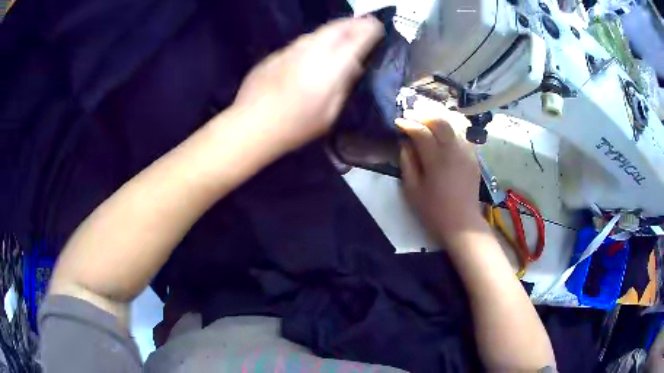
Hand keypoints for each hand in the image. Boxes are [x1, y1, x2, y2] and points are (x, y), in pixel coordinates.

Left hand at [232, 17, 383, 152]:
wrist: (252, 123)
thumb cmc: (297, 125)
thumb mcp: (331, 113)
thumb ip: (344, 85)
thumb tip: (354, 67)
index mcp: (332, 64)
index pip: (358, 38)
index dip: (370, 30)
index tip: (378, 26)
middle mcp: (313, 49)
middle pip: (338, 27)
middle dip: (354, 23)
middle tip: (364, 23)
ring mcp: (292, 49)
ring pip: (318, 32)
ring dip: (334, 29)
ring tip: (343, 32)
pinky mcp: (276, 54)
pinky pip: (301, 42)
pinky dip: (314, 41)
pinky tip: (313, 50)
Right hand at [397, 103, 483, 246]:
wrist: (462, 223)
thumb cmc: (434, 210)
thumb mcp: (412, 190)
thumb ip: (407, 163)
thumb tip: (405, 143)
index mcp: (437, 160)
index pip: (421, 132)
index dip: (408, 124)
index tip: (398, 122)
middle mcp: (454, 151)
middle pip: (440, 121)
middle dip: (423, 113)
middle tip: (411, 113)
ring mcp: (467, 152)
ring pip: (454, 123)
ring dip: (438, 116)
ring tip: (426, 115)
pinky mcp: (473, 156)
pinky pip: (463, 133)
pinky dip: (452, 125)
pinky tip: (443, 128)